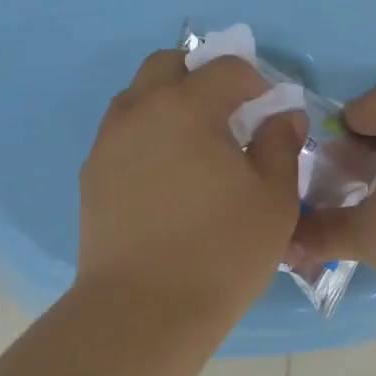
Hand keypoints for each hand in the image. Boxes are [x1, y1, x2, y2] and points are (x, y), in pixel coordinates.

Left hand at [78, 49, 305, 319]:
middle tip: (225, 110)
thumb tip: (283, 116)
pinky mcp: (91, 173)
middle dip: (199, 74)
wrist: (141, 311)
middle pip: (167, 64)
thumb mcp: (273, 199)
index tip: (267, 106)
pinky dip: (145, 132)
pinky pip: (120, 132)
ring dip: (167, 100)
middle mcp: (141, 110)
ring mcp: (109, 141)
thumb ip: (280, 145)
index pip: (225, 68)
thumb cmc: (220, 251)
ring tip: (192, 141)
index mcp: (187, 106)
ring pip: (137, 95)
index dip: (253, 79)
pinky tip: (164, 173)